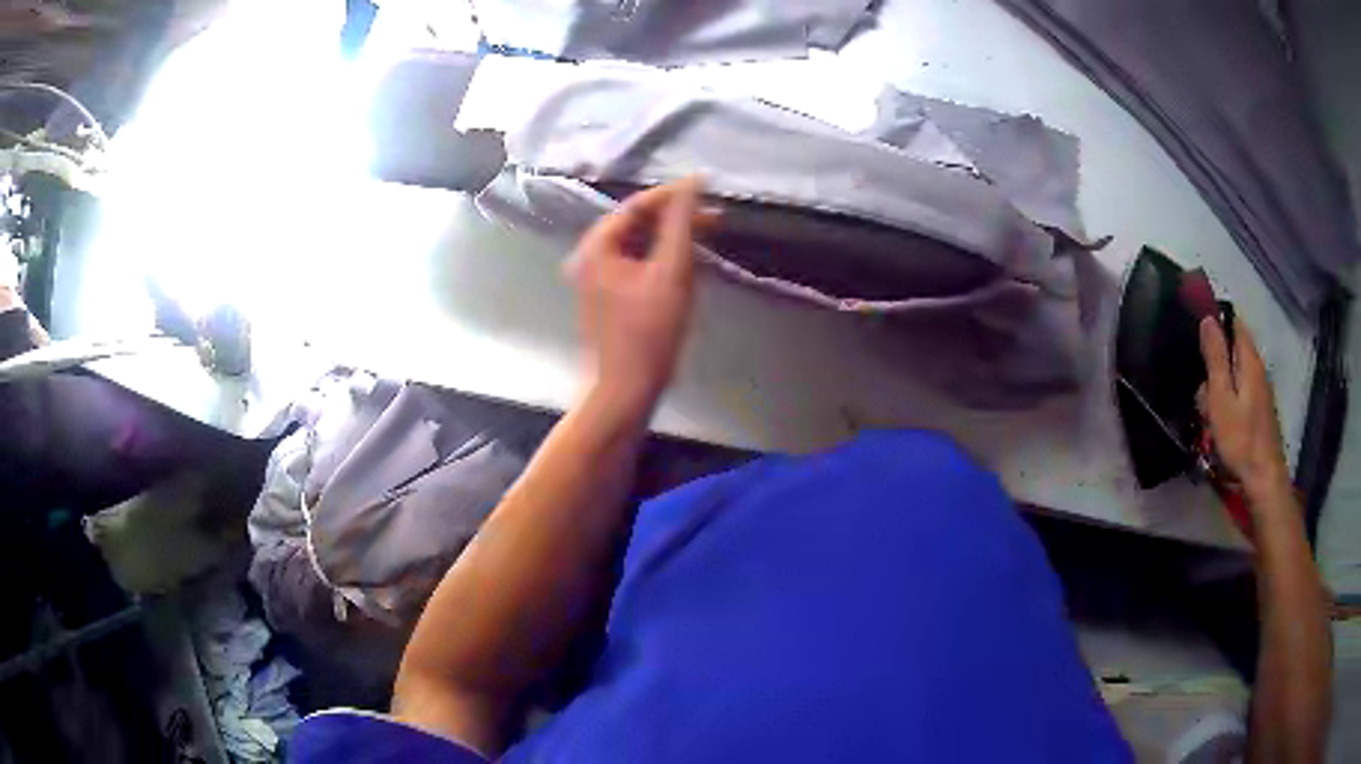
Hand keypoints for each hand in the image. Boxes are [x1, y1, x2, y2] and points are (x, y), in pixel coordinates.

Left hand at [566, 177, 709, 410]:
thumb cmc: (649, 332)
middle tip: (715, 219)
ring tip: (707, 239)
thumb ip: (682, 223)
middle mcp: (589, 256)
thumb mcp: (672, 272)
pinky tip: (687, 265)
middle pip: (637, 224)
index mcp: (597, 246)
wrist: (627, 389)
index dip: (674, 196)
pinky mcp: (608, 296)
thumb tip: (694, 182)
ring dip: (671, 240)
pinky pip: (637, 265)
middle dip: (676, 219)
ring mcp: (596, 278)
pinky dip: (662, 260)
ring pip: (639, 245)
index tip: (709, 191)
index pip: (637, 205)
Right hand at [1198, 316, 1290, 506]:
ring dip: (1218, 389)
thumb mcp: (1221, 398)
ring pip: (1234, 375)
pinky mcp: (1258, 411)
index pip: (1234, 323)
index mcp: (1249, 360)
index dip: (1216, 321)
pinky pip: (1238, 394)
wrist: (1263, 479)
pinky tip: (1218, 425)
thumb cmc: (1240, 438)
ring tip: (1207, 416)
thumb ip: (1216, 358)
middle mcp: (1257, 369)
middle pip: (1232, 351)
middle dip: (1214, 364)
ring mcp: (1260, 391)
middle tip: (1201, 392)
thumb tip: (1208, 319)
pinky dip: (1226, 402)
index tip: (1197, 333)